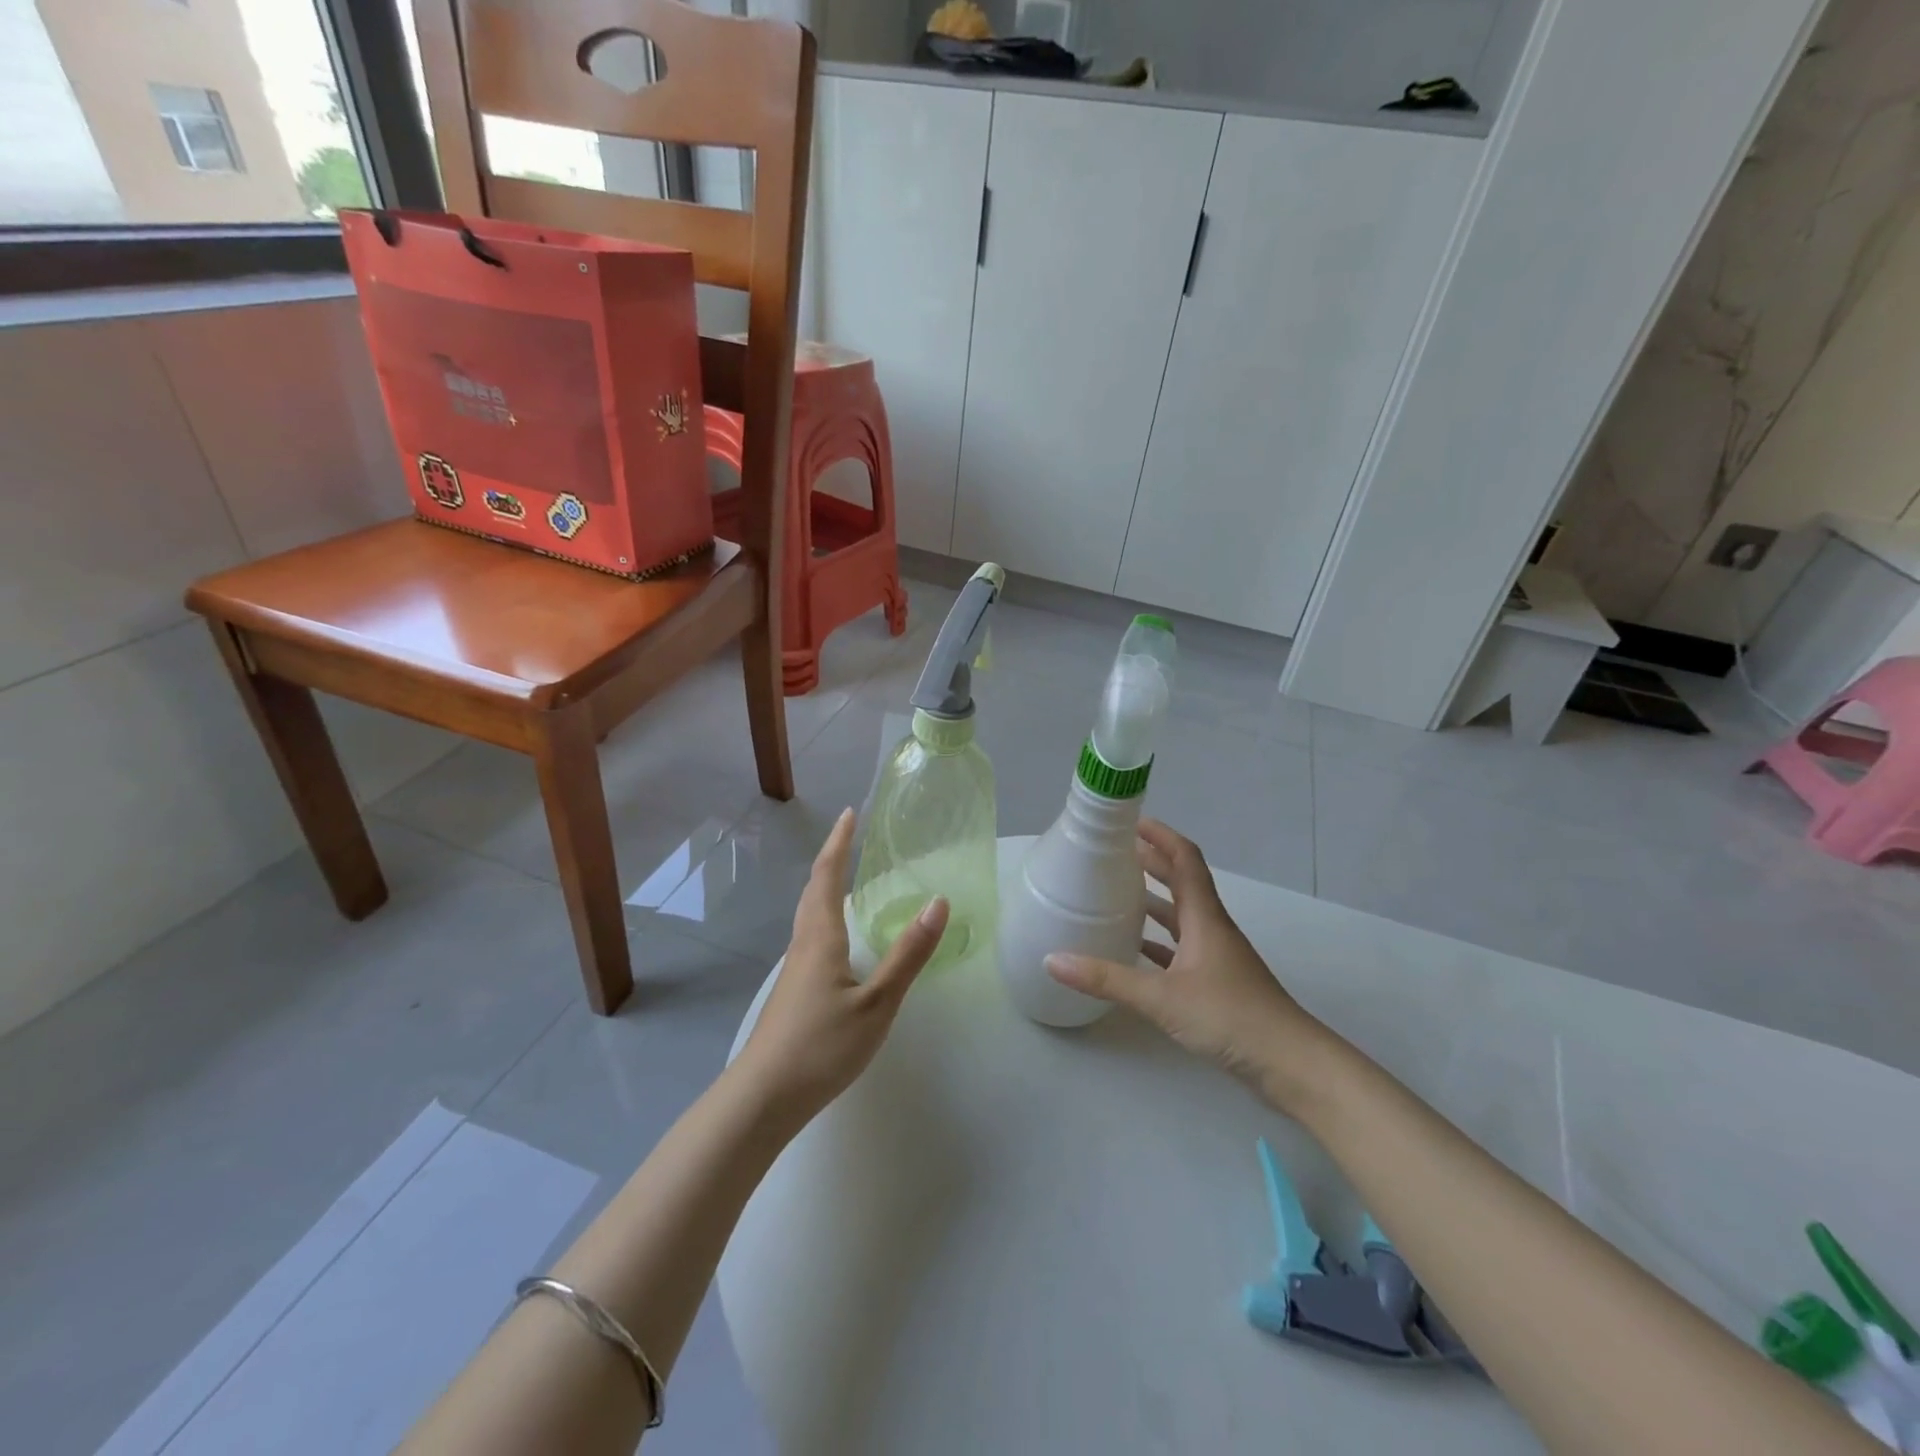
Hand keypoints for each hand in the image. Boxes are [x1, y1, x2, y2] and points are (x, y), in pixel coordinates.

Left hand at [735, 808, 948, 1126]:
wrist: (763, 1097)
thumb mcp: (877, 1002)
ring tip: (844, 875)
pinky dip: (824, 914)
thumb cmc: (822, 1046)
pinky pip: (811, 935)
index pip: (829, 875)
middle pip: (813, 889)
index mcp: (821, 936)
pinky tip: (837, 937)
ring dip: (824, 885)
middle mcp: (804, 943)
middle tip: (849, 835)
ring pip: (809, 913)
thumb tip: (938, 902)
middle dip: (831, 858)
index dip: (840, 843)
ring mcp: (795, 969)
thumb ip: (908, 954)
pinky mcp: (794, 990)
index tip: (850, 813)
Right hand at [1046, 820, 1326, 1109]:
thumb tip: (1053, 960)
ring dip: (1153, 900)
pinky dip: (1157, 942)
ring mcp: (1216, 957)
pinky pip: (1180, 949)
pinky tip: (1133, 950)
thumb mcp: (1163, 997)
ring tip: (1115, 894)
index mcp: (1204, 917)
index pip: (1185, 860)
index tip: (1131, 821)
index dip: (1161, 836)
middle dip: (1151, 863)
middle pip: (1181, 882)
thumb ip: (1107, 979)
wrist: (1291, 1064)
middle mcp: (1211, 929)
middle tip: (1113, 853)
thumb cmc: (1231, 1017)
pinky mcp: (1216, 983)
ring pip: (1180, 916)